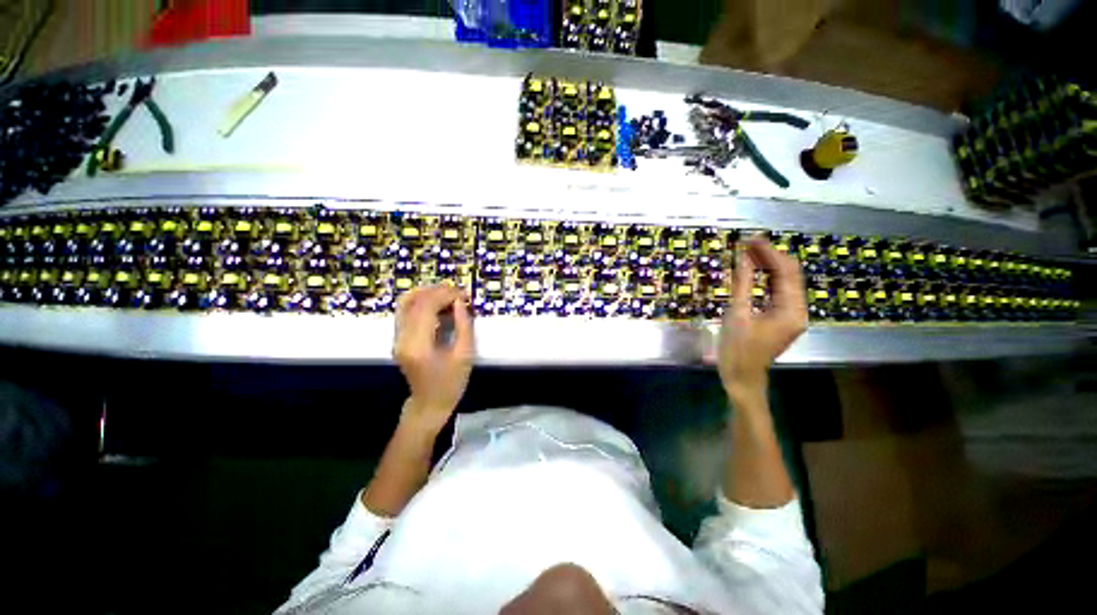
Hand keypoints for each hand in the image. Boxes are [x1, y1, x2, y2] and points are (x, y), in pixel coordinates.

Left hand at [393, 284, 474, 432]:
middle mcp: (402, 339)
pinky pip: (406, 312)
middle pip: (414, 302)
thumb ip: (464, 326)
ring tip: (448, 293)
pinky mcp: (398, 338)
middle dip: (438, 292)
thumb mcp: (465, 355)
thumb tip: (460, 302)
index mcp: (418, 345)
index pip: (426, 308)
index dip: (445, 295)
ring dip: (427, 294)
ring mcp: (397, 338)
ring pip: (406, 303)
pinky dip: (421, 302)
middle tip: (458, 291)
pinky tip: (437, 303)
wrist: (429, 404)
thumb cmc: (451, 383)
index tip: (464, 294)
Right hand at [719, 237, 807, 397]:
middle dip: (769, 256)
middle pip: (789, 274)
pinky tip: (753, 270)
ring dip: (767, 265)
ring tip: (747, 252)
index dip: (768, 252)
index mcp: (791, 310)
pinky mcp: (782, 317)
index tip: (750, 239)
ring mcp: (791, 314)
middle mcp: (798, 310)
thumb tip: (742, 258)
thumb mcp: (737, 315)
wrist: (742, 377)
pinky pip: (778, 291)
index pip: (786, 271)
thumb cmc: (737, 349)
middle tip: (746, 243)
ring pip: (784, 281)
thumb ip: (742, 284)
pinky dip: (766, 278)